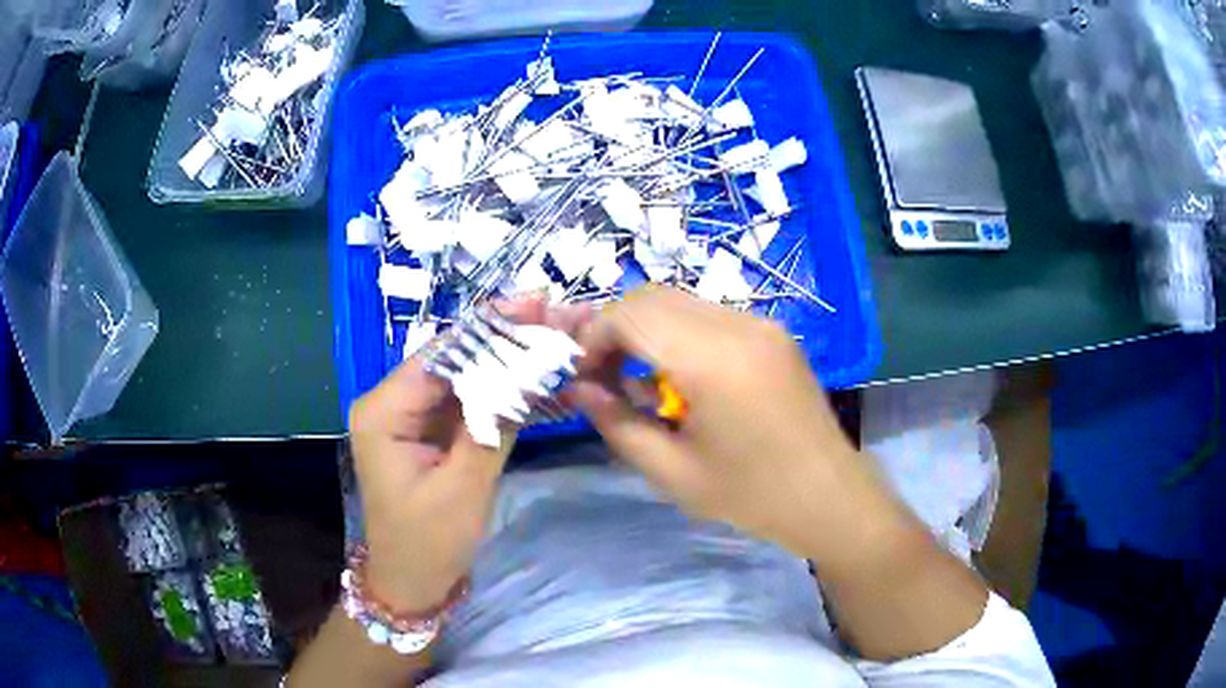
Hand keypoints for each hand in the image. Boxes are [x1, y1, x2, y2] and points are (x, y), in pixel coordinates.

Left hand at [348, 296, 589, 611]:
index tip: (536, 305)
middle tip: (552, 317)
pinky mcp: (426, 431)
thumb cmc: (429, 542)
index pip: (440, 355)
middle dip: (501, 339)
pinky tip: (530, 374)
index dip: (490, 329)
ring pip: (460, 376)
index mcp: (383, 411)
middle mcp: (389, 402)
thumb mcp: (464, 487)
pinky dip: (495, 389)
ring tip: (549, 337)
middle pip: (450, 359)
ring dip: (502, 361)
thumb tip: (527, 372)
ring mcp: (408, 416)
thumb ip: (492, 426)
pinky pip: (463, 401)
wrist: (412, 582)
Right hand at [570, 287, 903, 567]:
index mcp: (712, 361)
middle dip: (614, 327)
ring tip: (635, 377)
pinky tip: (678, 375)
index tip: (582, 376)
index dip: (593, 338)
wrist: (829, 495)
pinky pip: (709, 315)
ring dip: (645, 328)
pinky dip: (677, 332)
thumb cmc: (751, 495)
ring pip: (679, 301)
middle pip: (652, 296)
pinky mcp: (773, 332)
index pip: (630, 315)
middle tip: (601, 375)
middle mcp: (738, 326)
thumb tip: (577, 390)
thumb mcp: (672, 472)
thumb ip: (617, 423)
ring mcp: (760, 323)